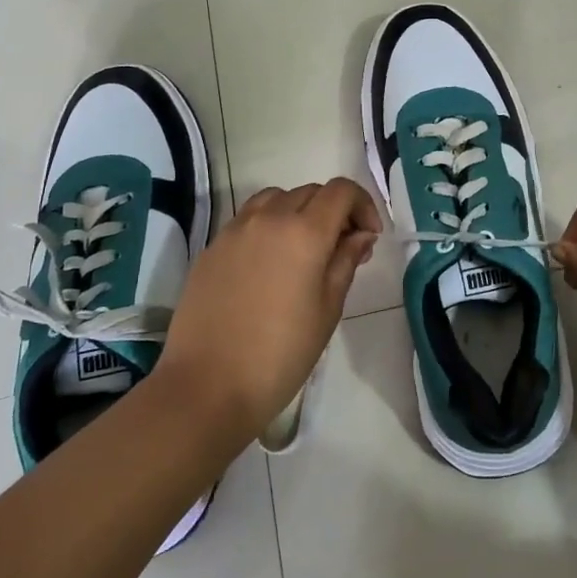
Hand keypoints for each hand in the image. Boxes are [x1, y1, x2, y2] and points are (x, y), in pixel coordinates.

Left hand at [156, 178, 380, 441]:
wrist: (207, 386)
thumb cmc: (280, 354)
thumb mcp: (327, 310)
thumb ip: (346, 262)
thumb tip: (360, 235)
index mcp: (304, 232)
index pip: (341, 191)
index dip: (363, 205)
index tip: (369, 236)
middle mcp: (269, 218)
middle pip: (310, 192)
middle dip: (333, 210)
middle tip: (342, 248)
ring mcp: (235, 230)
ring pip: (276, 198)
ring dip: (298, 211)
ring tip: (303, 249)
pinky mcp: (212, 247)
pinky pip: (248, 219)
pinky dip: (268, 226)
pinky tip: (269, 263)